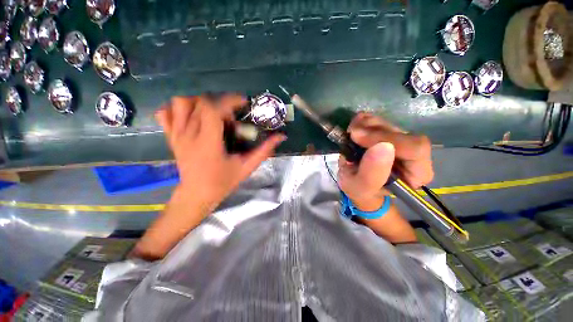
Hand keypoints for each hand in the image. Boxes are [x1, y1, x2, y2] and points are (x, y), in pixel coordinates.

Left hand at [155, 95, 285, 213]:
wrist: (197, 194)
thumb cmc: (223, 182)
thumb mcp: (247, 167)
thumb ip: (264, 150)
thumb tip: (281, 136)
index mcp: (208, 142)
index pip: (213, 108)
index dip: (229, 100)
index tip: (243, 103)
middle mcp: (189, 135)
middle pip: (201, 102)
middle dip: (221, 104)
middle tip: (231, 118)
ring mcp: (176, 135)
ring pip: (181, 103)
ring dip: (200, 102)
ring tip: (213, 114)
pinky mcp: (171, 137)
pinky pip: (165, 113)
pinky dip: (177, 109)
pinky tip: (191, 116)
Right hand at [338, 113, 432, 211]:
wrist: (356, 183)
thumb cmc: (361, 191)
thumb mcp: (362, 188)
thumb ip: (371, 174)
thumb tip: (383, 147)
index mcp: (417, 172)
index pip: (415, 148)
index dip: (386, 138)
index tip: (358, 138)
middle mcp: (415, 154)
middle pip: (400, 132)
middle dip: (372, 131)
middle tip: (351, 134)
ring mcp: (402, 141)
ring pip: (388, 123)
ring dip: (366, 125)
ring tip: (350, 134)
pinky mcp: (389, 133)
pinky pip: (379, 120)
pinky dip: (363, 120)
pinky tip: (354, 128)